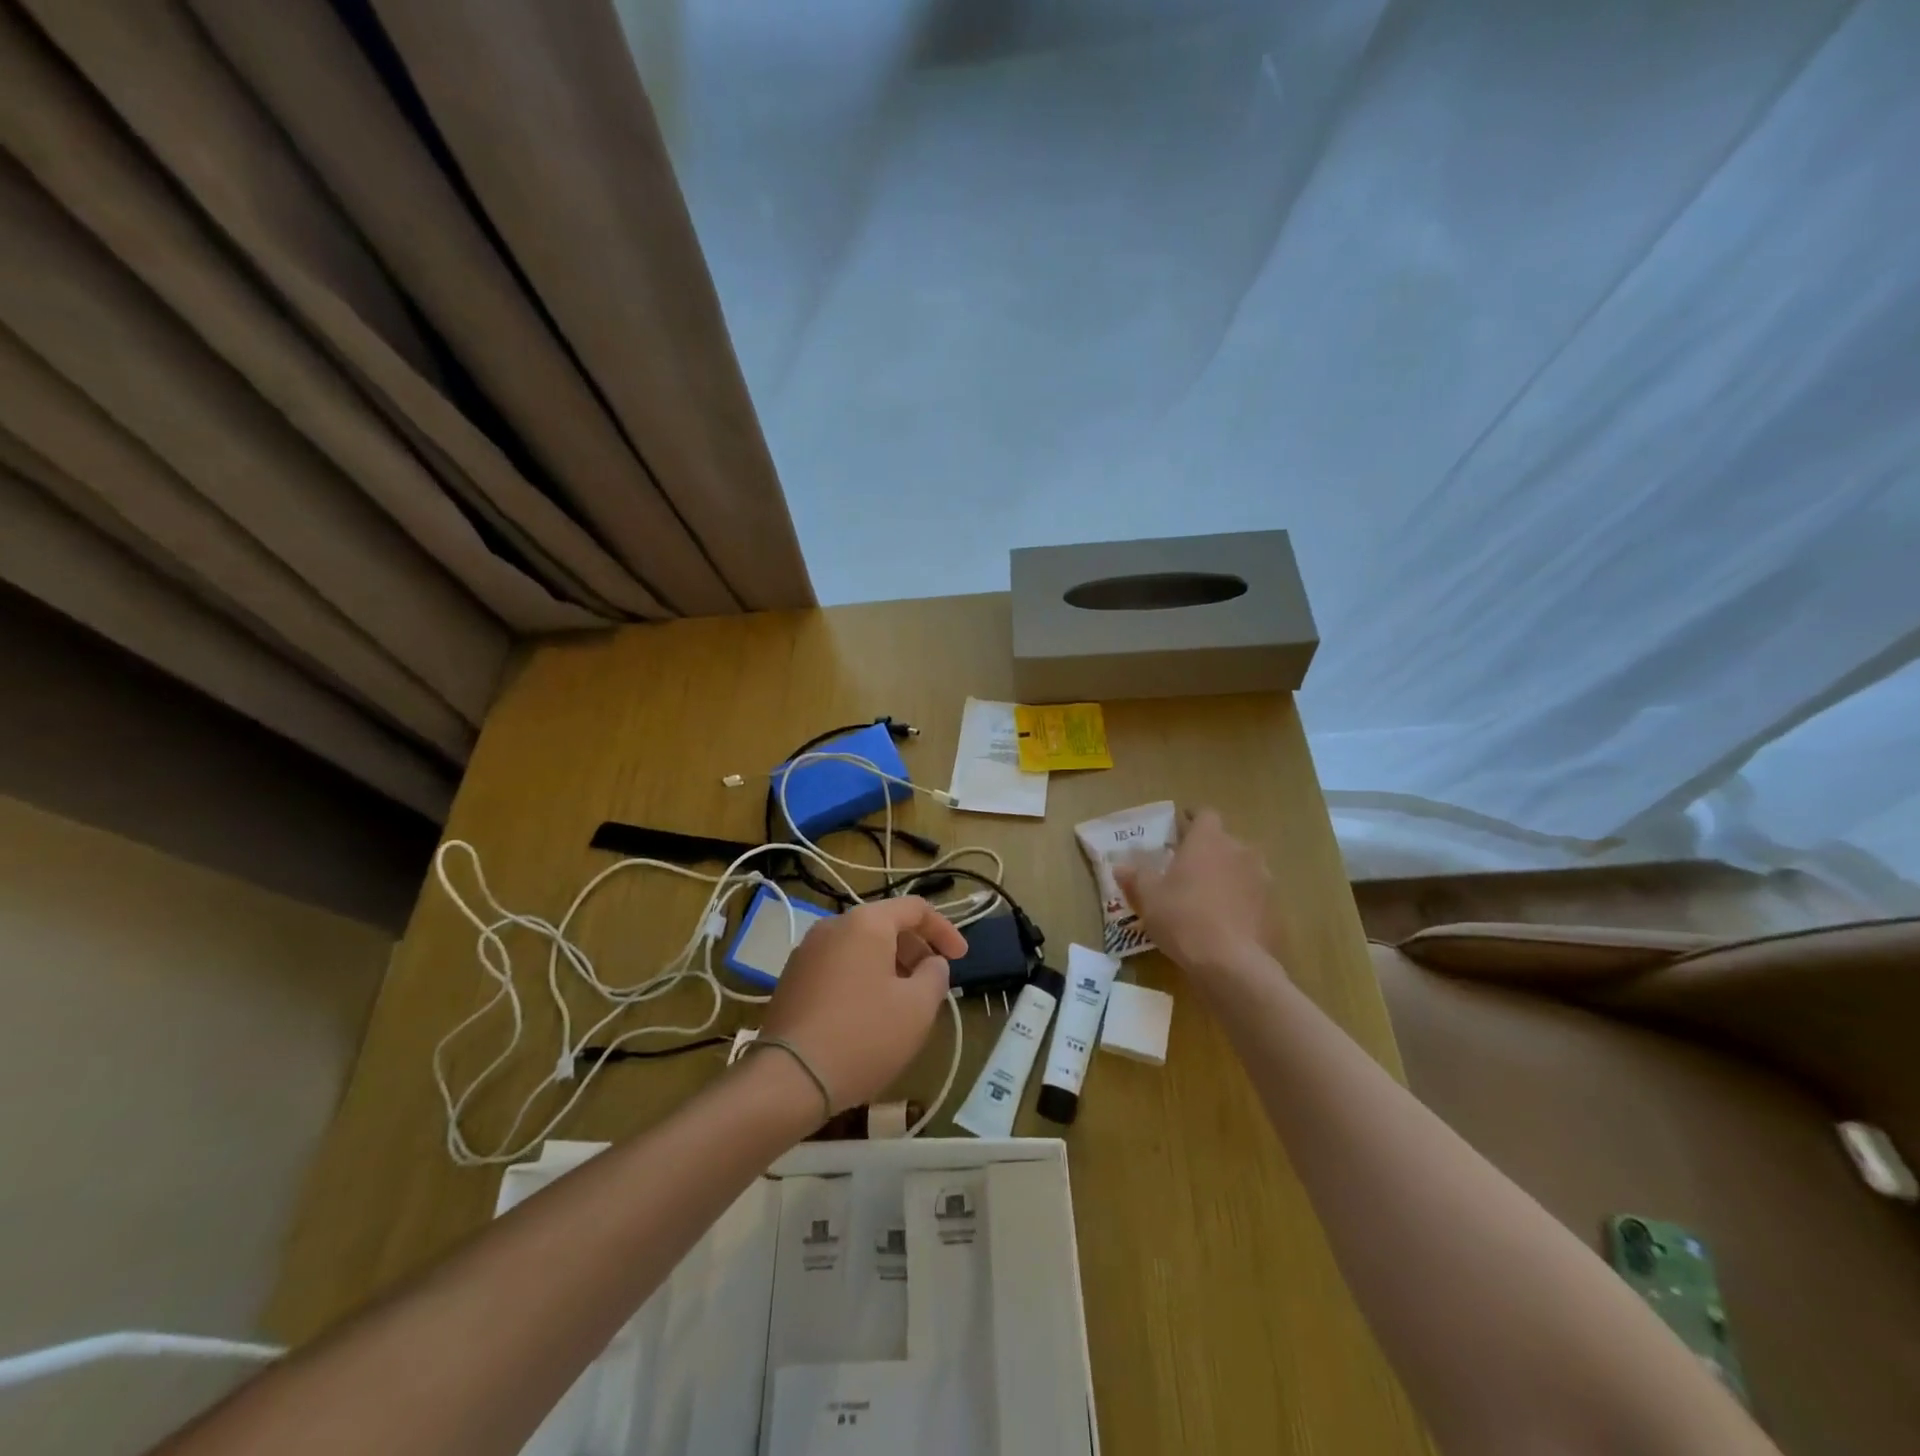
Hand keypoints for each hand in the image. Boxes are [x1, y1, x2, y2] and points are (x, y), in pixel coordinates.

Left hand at [756, 895, 964, 1112]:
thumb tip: (931, 963)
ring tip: (903, 1002)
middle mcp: (832, 926)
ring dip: (888, 966)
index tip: (961, 958)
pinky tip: (868, 1015)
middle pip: (885, 925)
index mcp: (866, 922)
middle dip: (915, 950)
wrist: (789, 1078)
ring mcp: (806, 952)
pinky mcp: (791, 980)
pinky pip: (838, 967)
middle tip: (932, 982)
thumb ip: (935, 975)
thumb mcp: (918, 1007)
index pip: (915, 908)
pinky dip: (862, 978)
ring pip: (860, 947)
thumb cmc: (864, 1035)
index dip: (944, 930)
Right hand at [1115, 808, 1274, 980]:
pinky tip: (1227, 924)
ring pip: (1242, 868)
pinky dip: (1242, 903)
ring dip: (1228, 877)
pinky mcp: (1275, 908)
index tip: (1180, 830)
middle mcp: (1240, 851)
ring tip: (1209, 898)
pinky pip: (1254, 897)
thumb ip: (1136, 877)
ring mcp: (1263, 879)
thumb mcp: (1149, 898)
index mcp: (1208, 840)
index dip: (1192, 820)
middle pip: (1224, 842)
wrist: (1233, 964)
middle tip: (1188, 870)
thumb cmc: (1183, 918)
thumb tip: (1120, 867)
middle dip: (1208, 852)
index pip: (1204, 814)